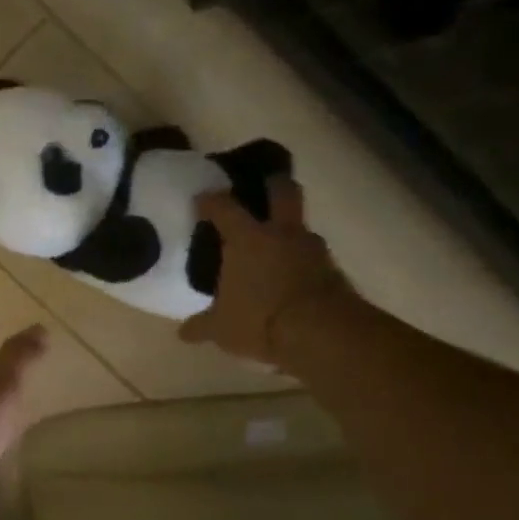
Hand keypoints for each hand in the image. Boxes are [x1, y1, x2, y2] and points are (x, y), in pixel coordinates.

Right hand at [179, 180, 348, 364]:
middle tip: (262, 186)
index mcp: (247, 238)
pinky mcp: (335, 271)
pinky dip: (303, 262)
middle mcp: (281, 234)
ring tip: (276, 244)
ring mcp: (313, 250)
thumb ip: (202, 326)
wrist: (324, 336)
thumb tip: (184, 333)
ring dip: (290, 230)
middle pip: (282, 191)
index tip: (202, 199)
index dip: (210, 200)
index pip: (224, 207)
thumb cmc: (260, 320)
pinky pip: (314, 257)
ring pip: (301, 226)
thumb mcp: (221, 328)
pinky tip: (293, 276)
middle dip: (273, 183)